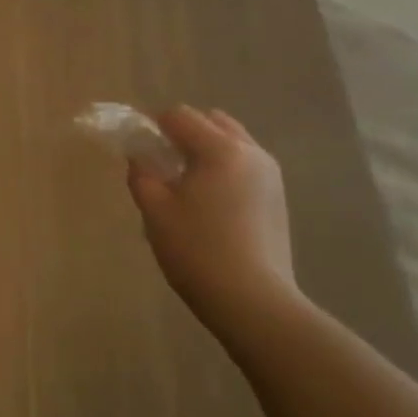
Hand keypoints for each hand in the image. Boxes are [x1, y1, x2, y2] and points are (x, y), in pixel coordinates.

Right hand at [128, 107, 295, 318]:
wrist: (252, 300)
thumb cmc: (196, 250)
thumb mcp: (155, 210)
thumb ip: (141, 174)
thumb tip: (140, 157)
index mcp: (220, 149)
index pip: (180, 116)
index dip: (154, 126)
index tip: (140, 150)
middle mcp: (251, 152)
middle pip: (212, 121)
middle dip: (184, 133)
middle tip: (163, 164)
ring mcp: (271, 175)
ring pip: (233, 142)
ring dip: (207, 149)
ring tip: (187, 184)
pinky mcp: (277, 198)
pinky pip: (245, 165)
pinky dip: (224, 169)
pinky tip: (211, 203)